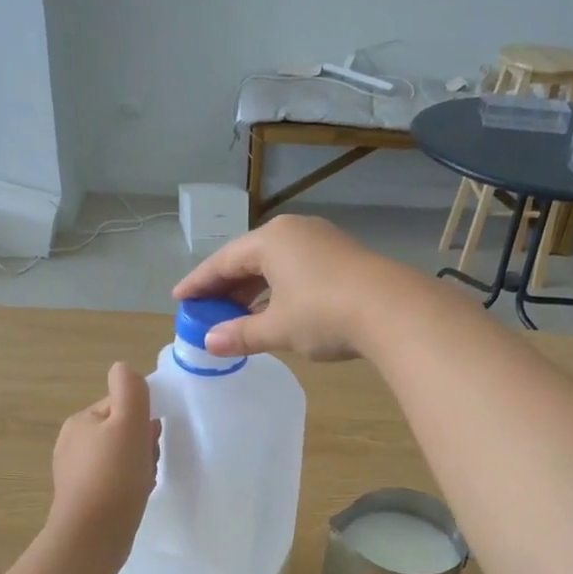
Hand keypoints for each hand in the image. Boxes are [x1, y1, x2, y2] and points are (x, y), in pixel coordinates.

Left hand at [49, 362, 159, 550]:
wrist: (92, 537)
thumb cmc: (114, 476)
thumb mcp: (128, 423)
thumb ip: (129, 390)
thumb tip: (123, 368)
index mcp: (81, 421)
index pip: (121, 405)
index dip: (142, 418)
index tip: (151, 438)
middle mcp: (72, 443)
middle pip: (121, 431)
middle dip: (142, 443)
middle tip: (149, 461)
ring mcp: (75, 473)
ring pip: (120, 456)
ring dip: (138, 464)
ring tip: (144, 481)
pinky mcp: (83, 499)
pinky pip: (114, 480)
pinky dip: (129, 484)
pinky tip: (136, 496)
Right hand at [171, 215, 403, 361]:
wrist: (393, 310)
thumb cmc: (324, 314)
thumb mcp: (278, 328)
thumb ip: (241, 334)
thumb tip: (209, 342)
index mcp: (271, 240)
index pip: (223, 260)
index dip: (199, 282)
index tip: (179, 298)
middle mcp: (294, 231)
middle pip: (249, 258)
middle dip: (226, 285)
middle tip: (205, 308)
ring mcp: (322, 241)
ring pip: (275, 264)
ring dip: (253, 289)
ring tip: (237, 313)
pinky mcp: (342, 257)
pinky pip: (296, 269)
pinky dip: (278, 289)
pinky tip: (274, 310)